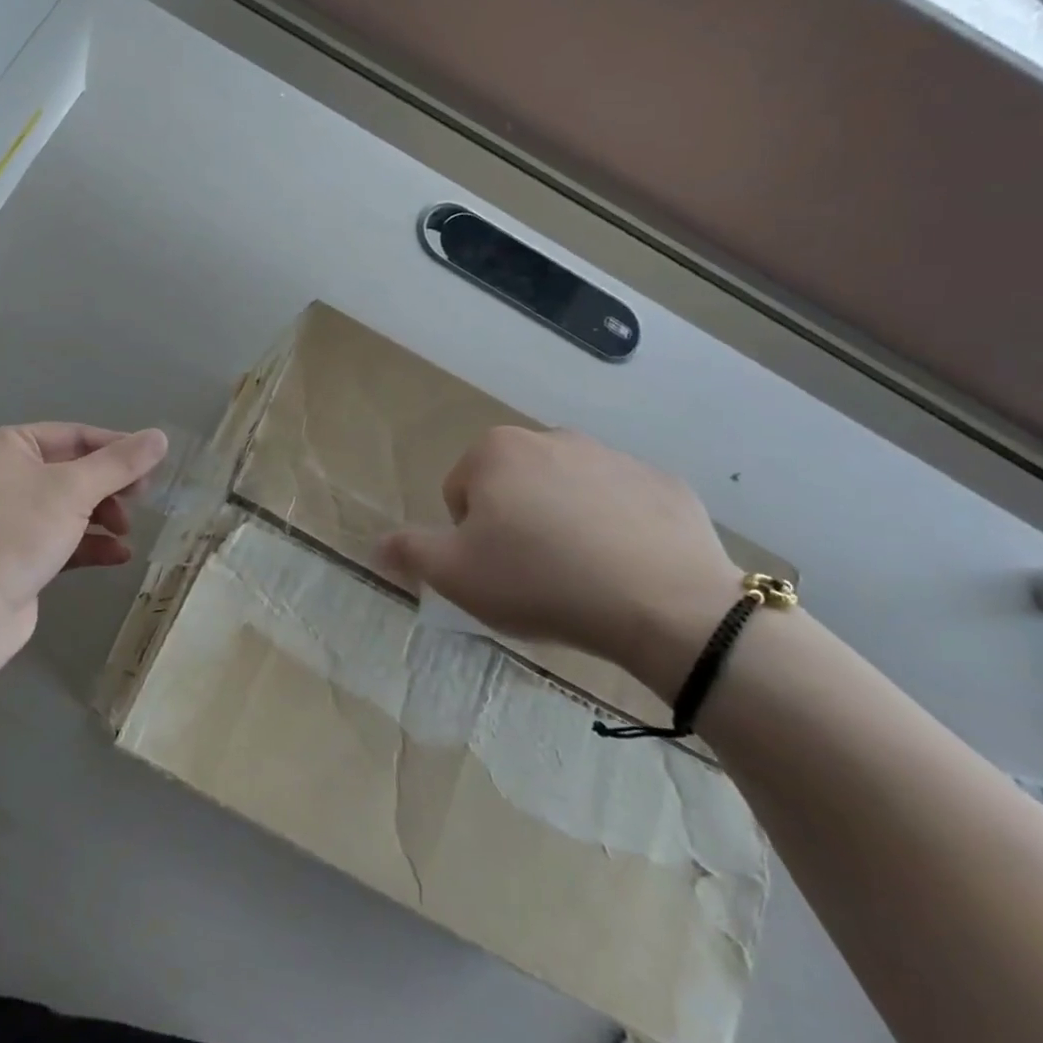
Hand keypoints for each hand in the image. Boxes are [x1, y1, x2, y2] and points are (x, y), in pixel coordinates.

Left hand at [0, 423, 168, 675]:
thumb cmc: (16, 535)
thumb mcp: (73, 491)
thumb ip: (120, 463)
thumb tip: (160, 436)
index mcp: (7, 446)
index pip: (74, 435)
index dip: (117, 448)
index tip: (154, 466)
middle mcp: (5, 474)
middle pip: (74, 470)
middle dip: (110, 486)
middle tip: (143, 499)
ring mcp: (10, 516)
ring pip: (70, 505)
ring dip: (103, 516)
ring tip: (126, 531)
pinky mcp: (18, 553)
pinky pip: (62, 537)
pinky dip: (90, 543)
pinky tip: (119, 556)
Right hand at [377, 427, 739, 694]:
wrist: (666, 604)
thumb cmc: (541, 581)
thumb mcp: (455, 575)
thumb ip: (409, 552)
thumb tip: (376, 544)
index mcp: (496, 451)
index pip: (461, 492)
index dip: (470, 537)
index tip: (496, 569)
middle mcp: (552, 438)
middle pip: (514, 487)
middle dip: (516, 523)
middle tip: (534, 574)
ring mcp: (614, 456)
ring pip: (568, 493)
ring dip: (565, 523)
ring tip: (583, 575)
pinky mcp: (664, 483)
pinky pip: (623, 505)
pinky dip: (618, 528)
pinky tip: (628, 569)